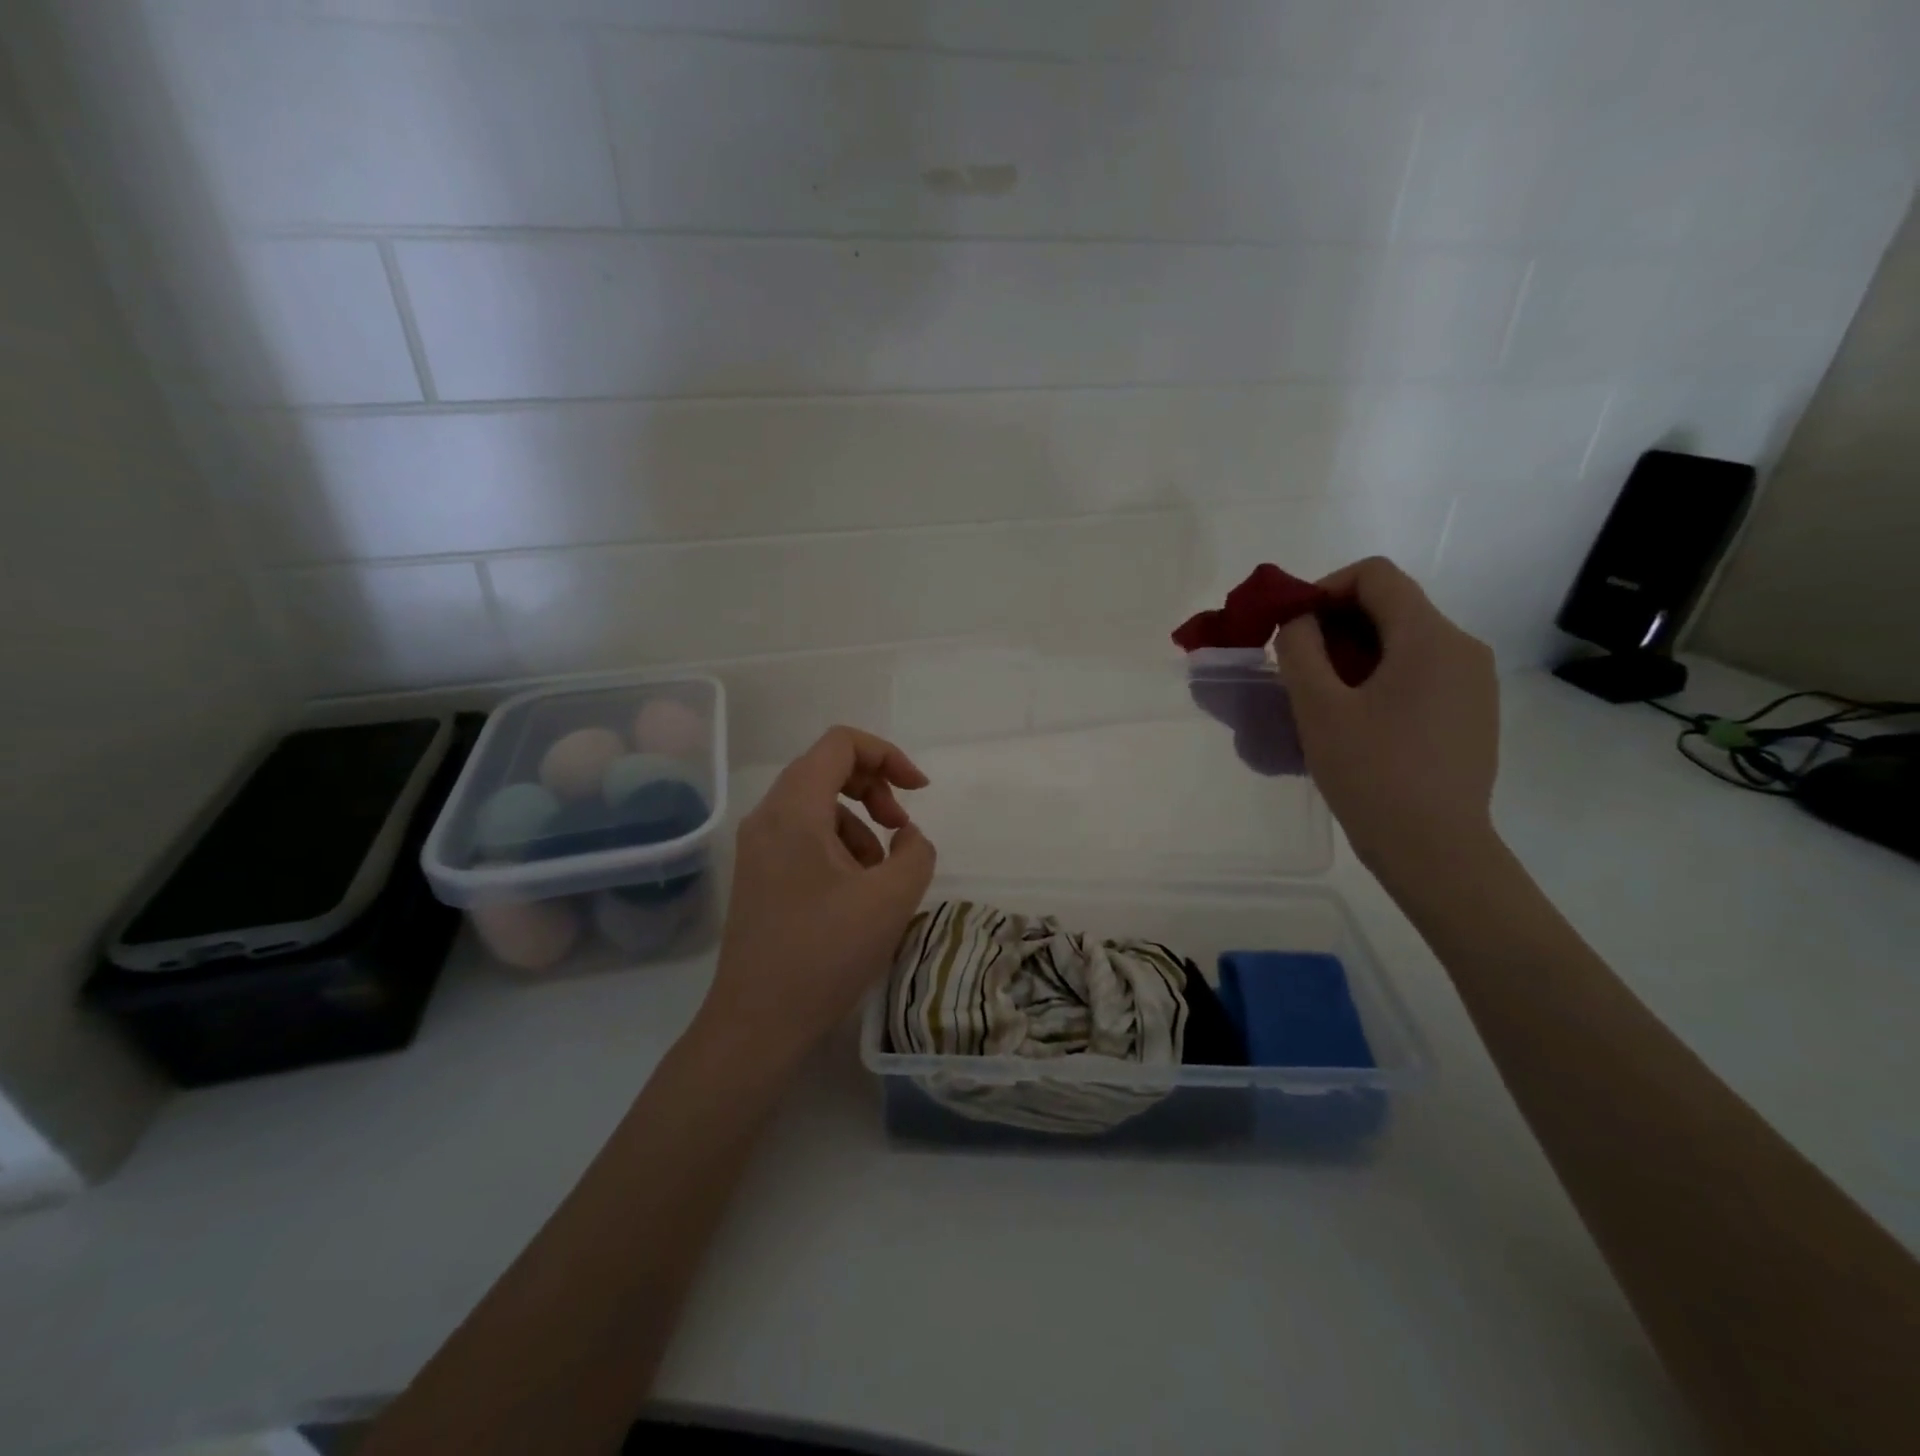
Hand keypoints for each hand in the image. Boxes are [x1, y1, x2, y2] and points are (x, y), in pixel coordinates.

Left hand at [697, 727, 936, 1064]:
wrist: (757, 1023)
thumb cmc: (825, 953)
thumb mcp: (891, 898)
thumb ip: (916, 851)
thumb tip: (906, 836)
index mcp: (794, 809)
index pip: (841, 744)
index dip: (888, 755)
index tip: (918, 792)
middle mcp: (768, 817)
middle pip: (827, 769)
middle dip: (876, 790)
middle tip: (902, 829)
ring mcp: (758, 847)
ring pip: (818, 806)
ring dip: (860, 825)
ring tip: (881, 874)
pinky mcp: (759, 875)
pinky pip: (805, 837)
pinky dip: (839, 848)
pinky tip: (856, 893)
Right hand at [1273, 558, 1499, 882]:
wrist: (1434, 849)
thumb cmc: (1371, 773)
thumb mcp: (1318, 708)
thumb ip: (1300, 649)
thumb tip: (1300, 622)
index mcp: (1430, 637)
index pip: (1375, 575)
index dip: (1325, 588)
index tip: (1292, 627)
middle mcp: (1463, 647)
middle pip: (1392, 606)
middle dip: (1336, 624)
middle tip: (1297, 666)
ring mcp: (1474, 682)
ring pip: (1405, 641)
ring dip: (1356, 653)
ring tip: (1322, 698)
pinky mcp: (1473, 712)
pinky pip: (1421, 673)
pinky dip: (1381, 678)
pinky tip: (1358, 722)